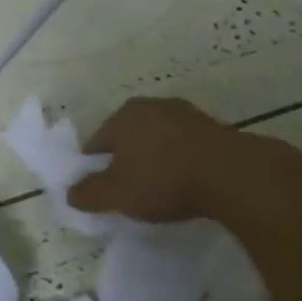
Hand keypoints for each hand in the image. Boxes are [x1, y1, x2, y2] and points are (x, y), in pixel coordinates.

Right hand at [67, 97, 247, 223]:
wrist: (231, 174)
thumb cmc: (163, 179)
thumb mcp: (115, 194)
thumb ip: (87, 193)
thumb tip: (70, 192)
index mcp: (123, 116)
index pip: (97, 143)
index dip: (94, 169)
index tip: (101, 193)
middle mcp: (152, 106)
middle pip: (128, 138)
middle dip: (126, 162)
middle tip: (128, 191)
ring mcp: (186, 114)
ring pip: (158, 140)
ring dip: (155, 160)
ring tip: (159, 190)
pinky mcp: (214, 128)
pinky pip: (185, 147)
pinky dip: (180, 162)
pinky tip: (185, 183)